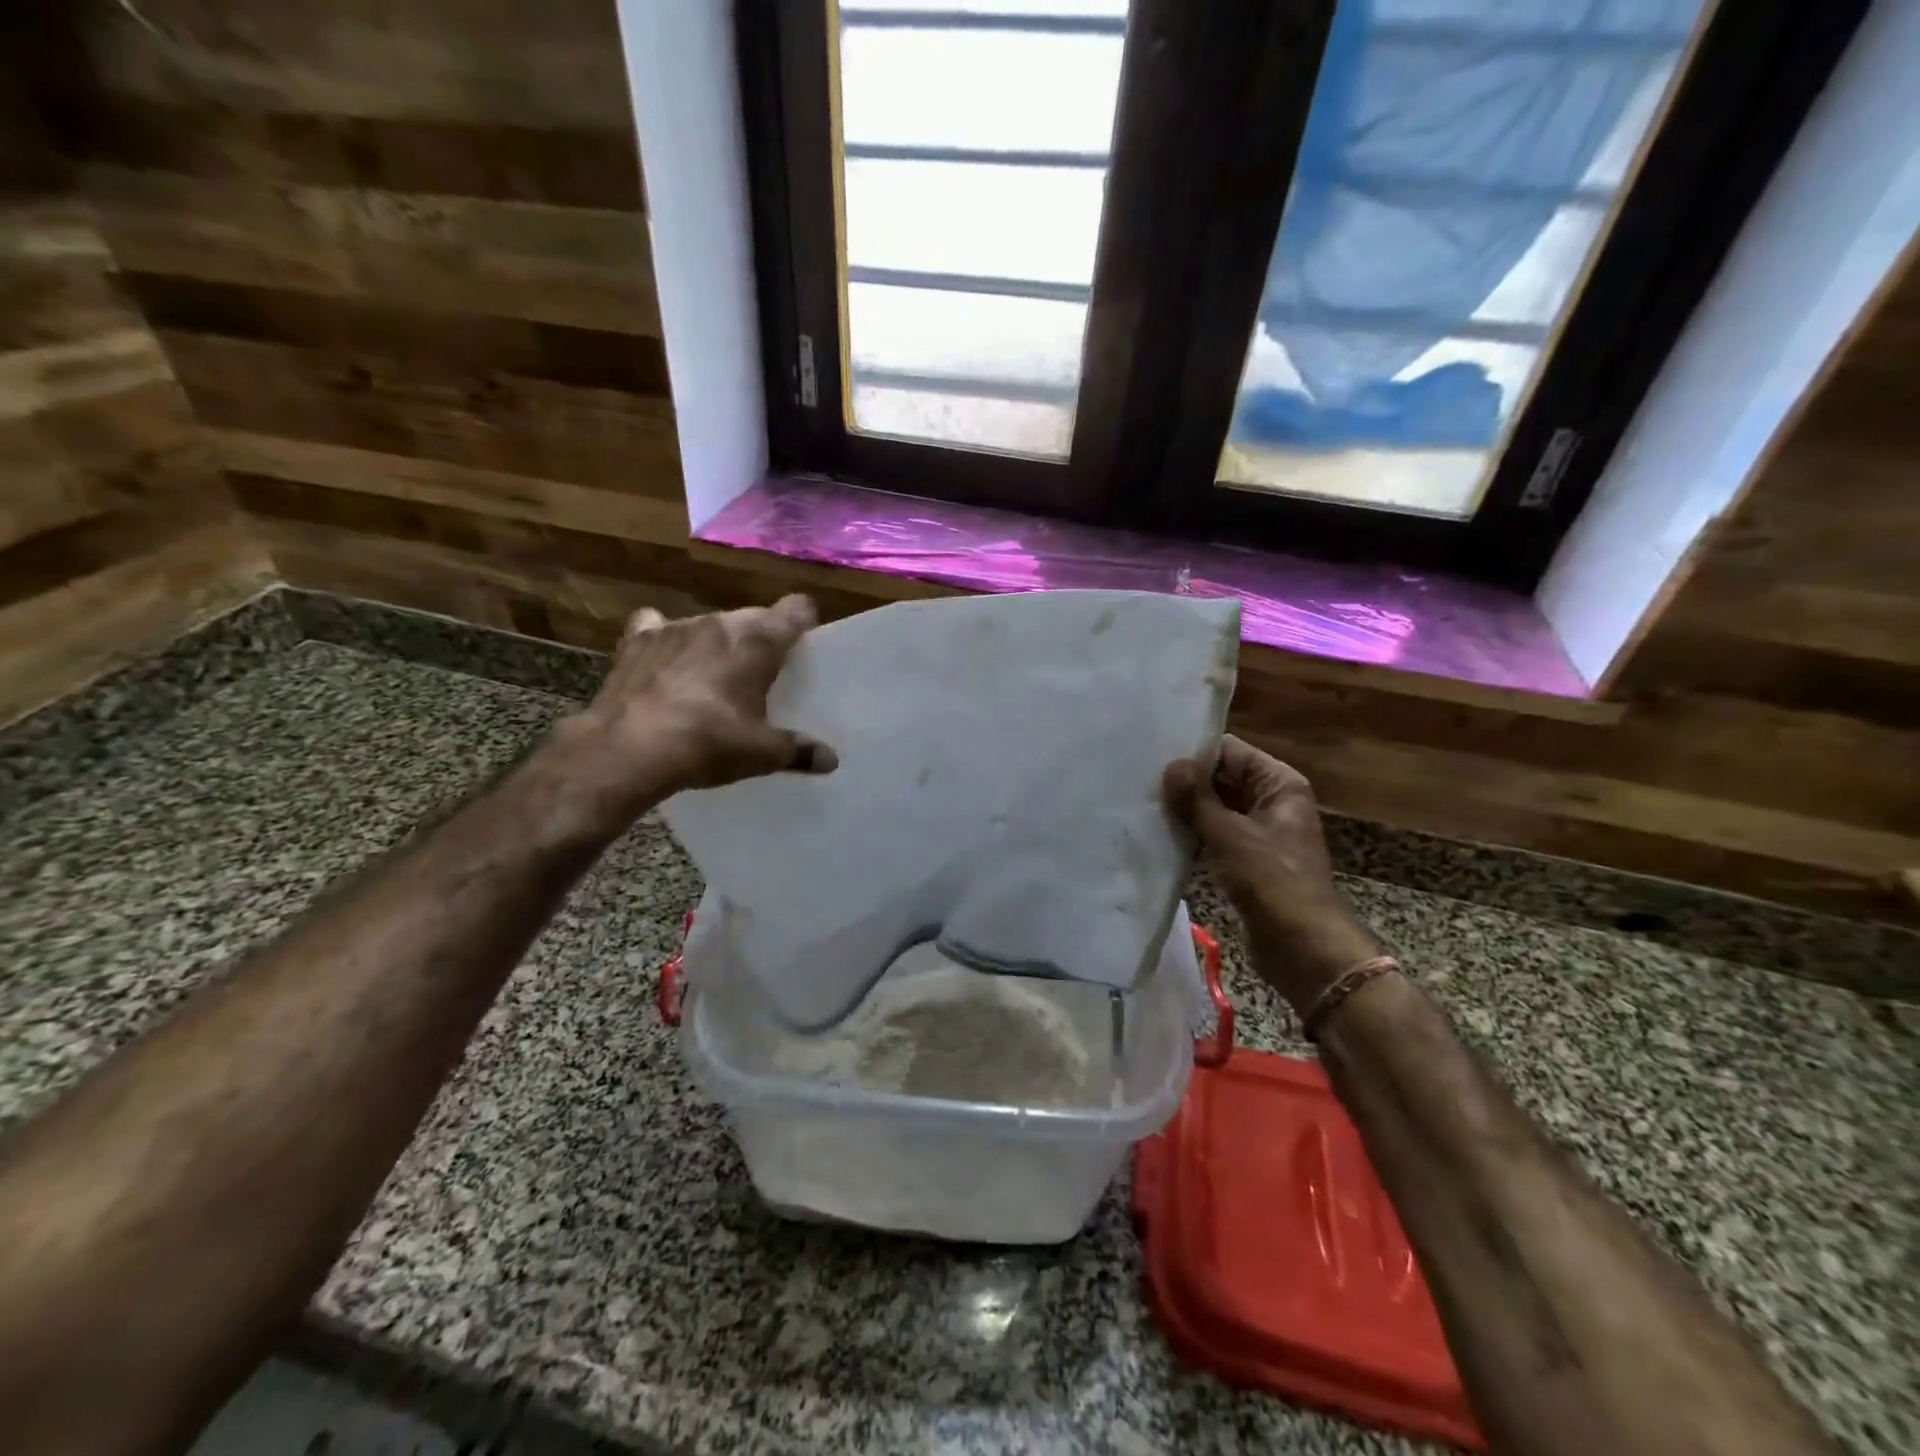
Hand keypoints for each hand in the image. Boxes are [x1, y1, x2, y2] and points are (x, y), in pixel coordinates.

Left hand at [562, 596, 837, 811]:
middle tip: (761, 675)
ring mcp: (676, 628)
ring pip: (709, 625)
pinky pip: (656, 626)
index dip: (803, 622)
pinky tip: (663, 661)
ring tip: (712, 677)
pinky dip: (664, 639)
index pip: (796, 610)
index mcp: (759, 642)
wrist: (630, 749)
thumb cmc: (710, 742)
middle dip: (759, 640)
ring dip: (716, 643)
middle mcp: (720, 624)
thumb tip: (830, 760)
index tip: (804, 644)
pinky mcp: (637, 640)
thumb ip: (798, 752)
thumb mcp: (762, 754)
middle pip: (753, 618)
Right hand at [1164, 735, 1381, 1012]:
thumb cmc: (1272, 882)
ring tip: (1142, 801)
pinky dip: (1192, 833)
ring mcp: (1259, 832)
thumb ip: (1197, 799)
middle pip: (1223, 778)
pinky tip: (1158, 832)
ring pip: (1216, 808)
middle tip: (1139, 778)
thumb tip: (1171, 766)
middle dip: (1186, 781)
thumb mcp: (1230, 835)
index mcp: (1279, 784)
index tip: (1153, 753)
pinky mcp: (1247, 860)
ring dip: (1186, 809)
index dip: (1195, 751)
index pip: (1230, 751)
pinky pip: (1215, 835)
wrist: (1302, 947)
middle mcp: (1272, 802)